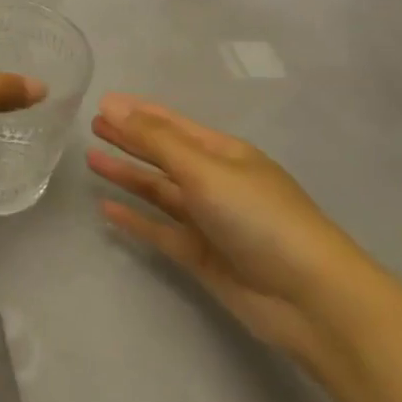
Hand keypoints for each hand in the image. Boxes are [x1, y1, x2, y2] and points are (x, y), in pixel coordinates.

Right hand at [89, 94, 385, 365]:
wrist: (311, 299)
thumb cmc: (260, 218)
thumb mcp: (205, 169)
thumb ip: (155, 139)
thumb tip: (112, 104)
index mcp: (224, 153)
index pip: (172, 124)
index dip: (138, 112)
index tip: (102, 102)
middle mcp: (215, 182)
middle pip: (163, 154)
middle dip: (129, 139)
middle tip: (91, 126)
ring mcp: (208, 220)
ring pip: (158, 191)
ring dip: (127, 175)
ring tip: (90, 160)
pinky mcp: (201, 256)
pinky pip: (159, 230)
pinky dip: (134, 219)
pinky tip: (107, 210)